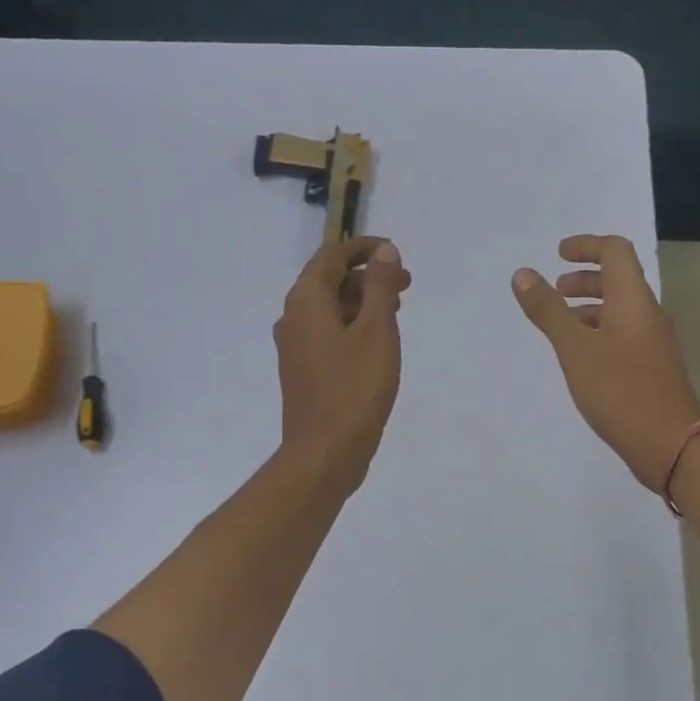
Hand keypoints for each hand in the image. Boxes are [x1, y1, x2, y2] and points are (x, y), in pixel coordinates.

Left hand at [275, 236, 409, 492]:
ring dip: (362, 302)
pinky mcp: (303, 371)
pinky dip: (353, 326)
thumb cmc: (354, 388)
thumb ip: (381, 287)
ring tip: (397, 311)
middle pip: (329, 280)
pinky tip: (377, 343)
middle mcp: (293, 318)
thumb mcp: (377, 331)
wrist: (325, 452)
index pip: (332, 255)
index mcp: (306, 301)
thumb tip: (385, 252)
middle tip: (406, 284)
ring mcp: (295, 347)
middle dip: (368, 276)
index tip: (396, 252)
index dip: (365, 248)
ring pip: (329, 309)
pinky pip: (328, 333)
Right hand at [512, 234, 699, 491]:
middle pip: (619, 280)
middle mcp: (648, 314)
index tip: (558, 254)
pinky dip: (599, 331)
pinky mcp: (652, 368)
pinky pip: (624, 335)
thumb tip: (523, 274)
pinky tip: (581, 357)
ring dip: (590, 307)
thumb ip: (548, 310)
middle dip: (585, 278)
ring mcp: (654, 343)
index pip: (616, 251)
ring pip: (620, 310)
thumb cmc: (619, 389)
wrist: (670, 443)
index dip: (587, 246)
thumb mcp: (575, 348)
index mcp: (633, 300)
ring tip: (561, 324)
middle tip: (555, 290)